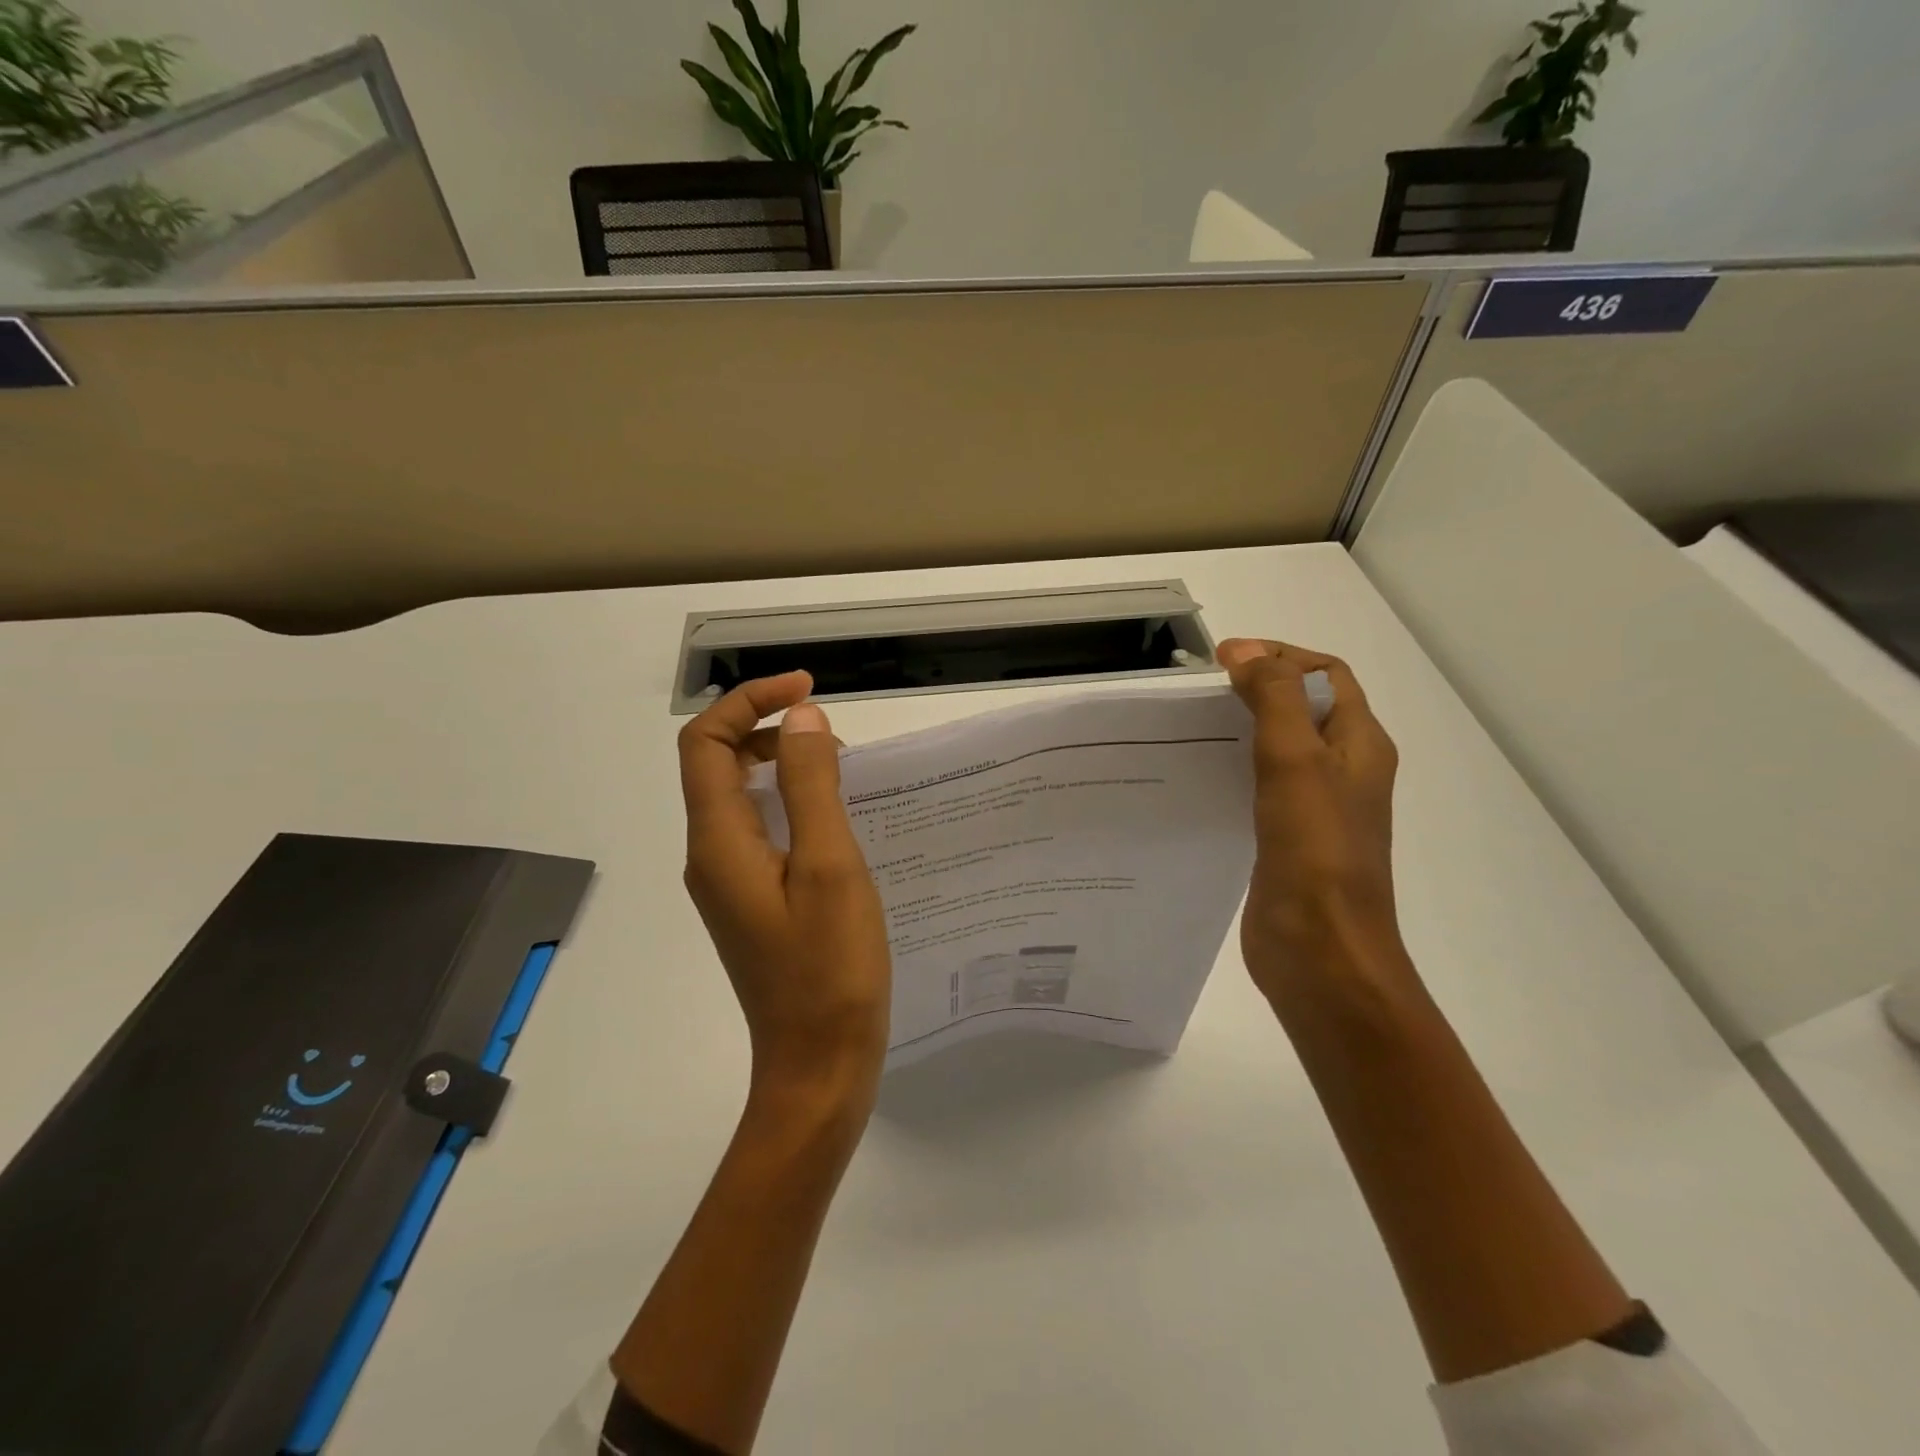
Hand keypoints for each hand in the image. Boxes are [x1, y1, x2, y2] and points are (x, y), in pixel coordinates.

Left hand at [678, 671, 891, 1112]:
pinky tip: (837, 822)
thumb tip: (800, 718)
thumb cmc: (829, 969)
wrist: (818, 1068)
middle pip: (718, 765)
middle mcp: (711, 856)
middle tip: (834, 736)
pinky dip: (792, 805)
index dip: (749, 700)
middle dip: (768, 729)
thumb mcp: (828, 866)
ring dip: (783, 766)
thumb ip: (810, 785)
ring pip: (741, 798)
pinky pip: (761, 831)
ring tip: (843, 772)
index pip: (706, 743)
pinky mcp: (753, 903)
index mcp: (719, 841)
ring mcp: (730, 884)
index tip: (808, 688)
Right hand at [1216, 639, 1409, 1010]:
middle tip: (1202, 691)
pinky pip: (1263, 786)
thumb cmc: (1315, 850)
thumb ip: (1273, 698)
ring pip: (1282, 747)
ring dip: (1244, 727)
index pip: (1326, 674)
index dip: (1280, 655)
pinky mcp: (1289, 838)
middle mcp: (1345, 770)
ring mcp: (1318, 808)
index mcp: (1360, 744)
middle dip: (1258, 687)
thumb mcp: (1295, 760)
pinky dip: (1236, 768)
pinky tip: (1201, 777)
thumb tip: (1244, 650)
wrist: (1321, 950)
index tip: (1224, 659)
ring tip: (1193, 727)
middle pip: (1304, 707)